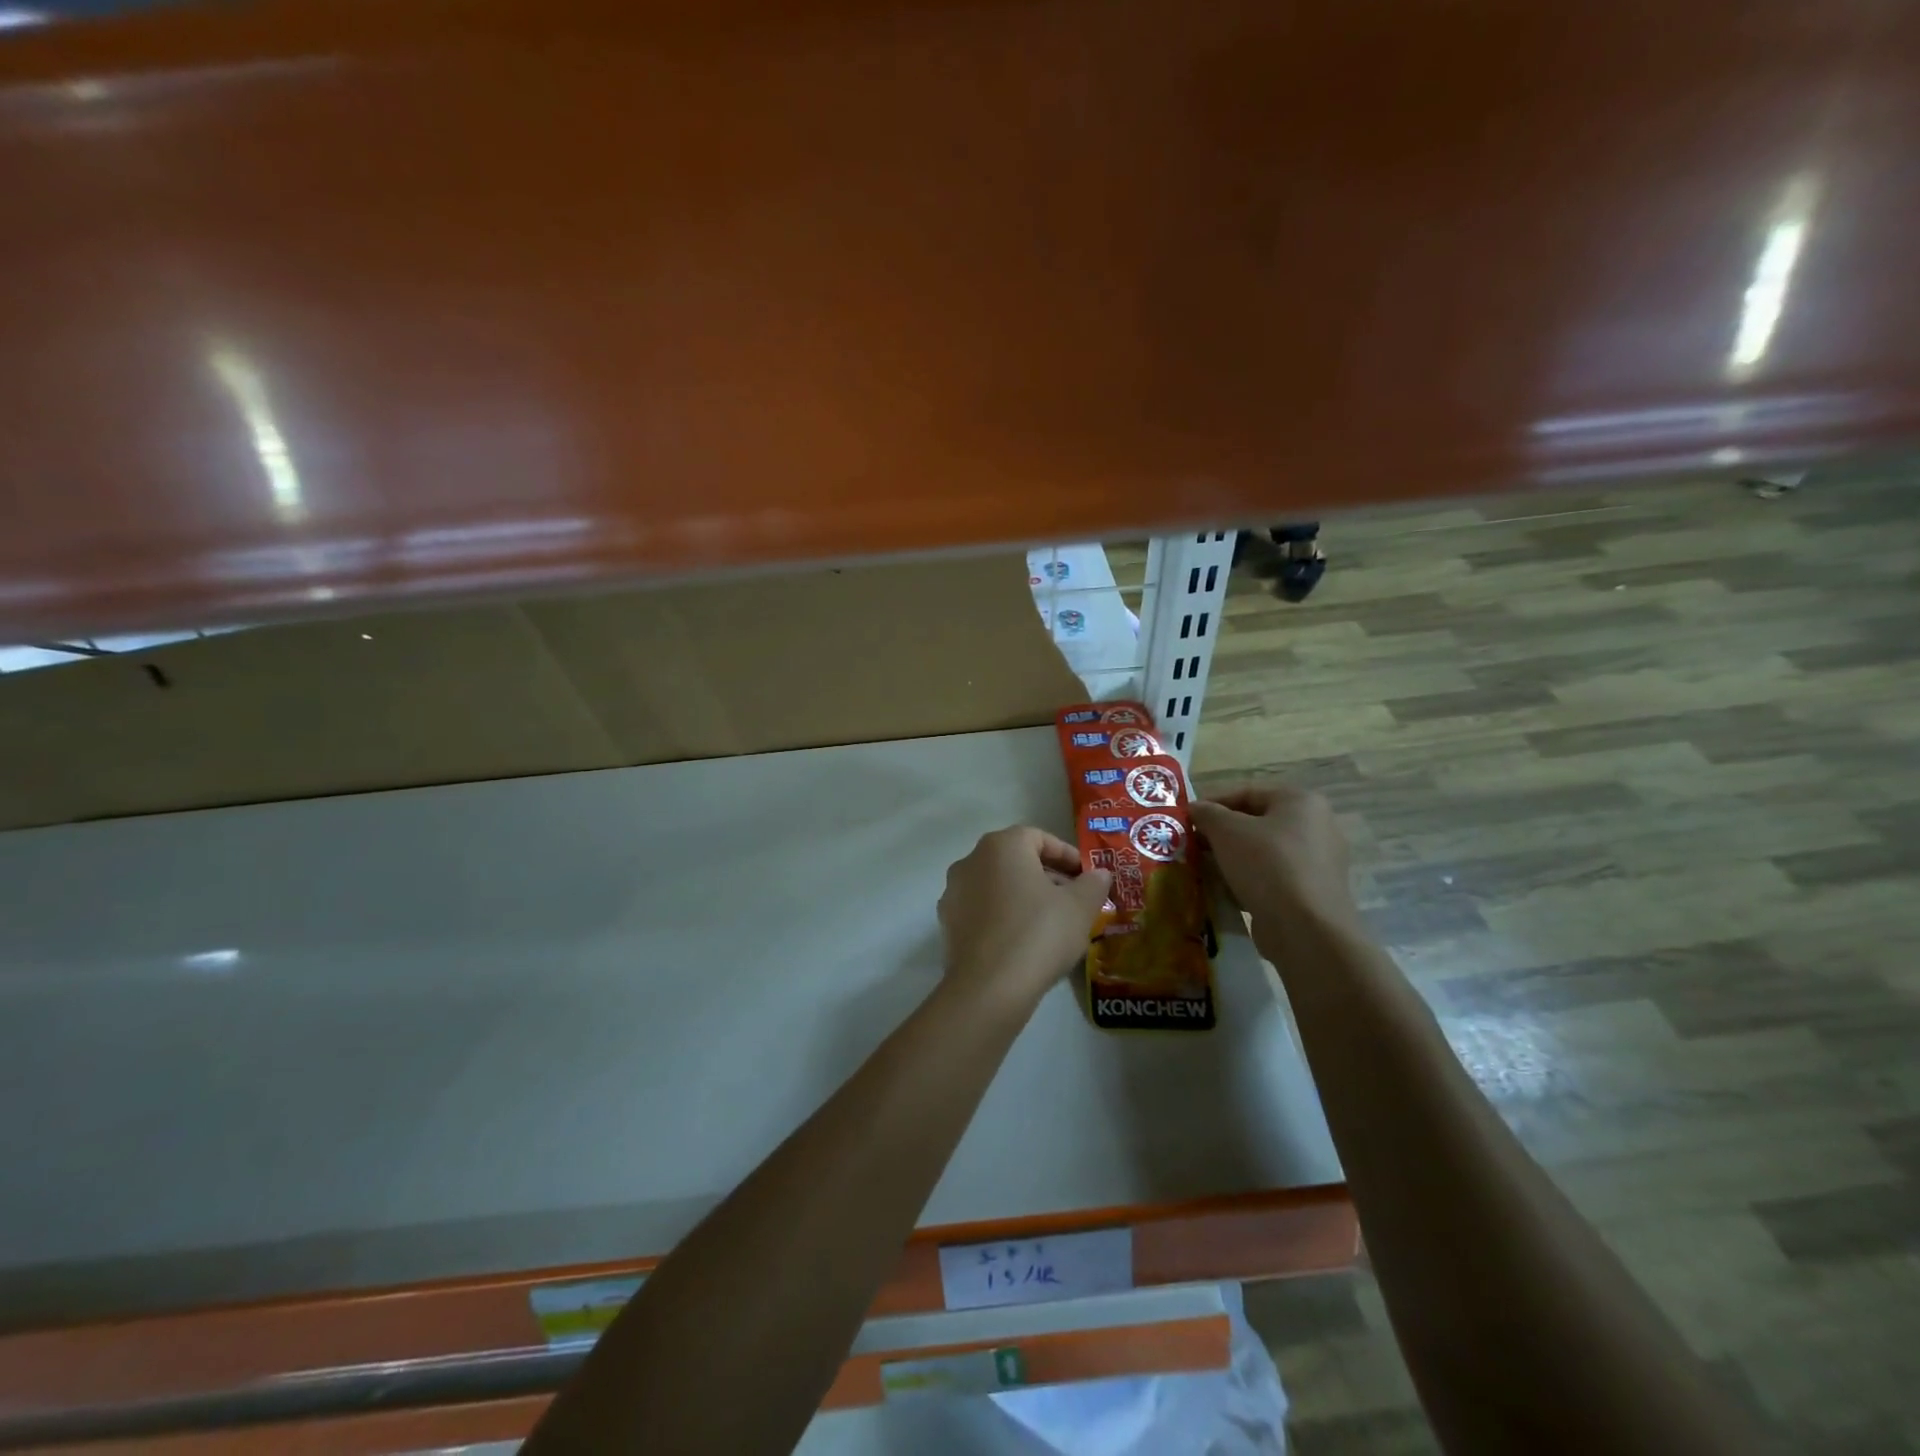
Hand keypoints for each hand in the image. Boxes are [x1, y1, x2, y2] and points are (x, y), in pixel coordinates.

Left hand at [937, 827, 1112, 1010]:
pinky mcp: (947, 923)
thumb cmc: (1039, 934)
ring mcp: (954, 892)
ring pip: (997, 885)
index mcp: (1001, 846)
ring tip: (1051, 923)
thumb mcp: (1079, 908)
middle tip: (1073, 900)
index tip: (1086, 876)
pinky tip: (1023, 941)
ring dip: (1024, 896)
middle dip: (1047, 876)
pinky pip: (982, 910)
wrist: (989, 988)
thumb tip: (1100, 874)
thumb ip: (1092, 884)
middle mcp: (970, 860)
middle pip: (1016, 860)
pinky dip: (1003, 916)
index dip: (1066, 855)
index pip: (1038, 838)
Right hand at [1190, 784, 1356, 926]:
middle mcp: (1316, 826)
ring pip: (1262, 852)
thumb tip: (1195, 809)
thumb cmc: (1267, 865)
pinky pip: (1272, 877)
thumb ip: (1207, 813)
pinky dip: (1248, 880)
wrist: (1306, 929)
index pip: (1247, 793)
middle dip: (1220, 834)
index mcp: (1301, 802)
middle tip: (1191, 845)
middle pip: (1256, 823)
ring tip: (1203, 869)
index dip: (1212, 803)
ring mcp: (1318, 862)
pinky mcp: (1313, 892)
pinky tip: (1225, 891)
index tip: (1186, 819)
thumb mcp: (1227, 831)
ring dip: (1232, 858)